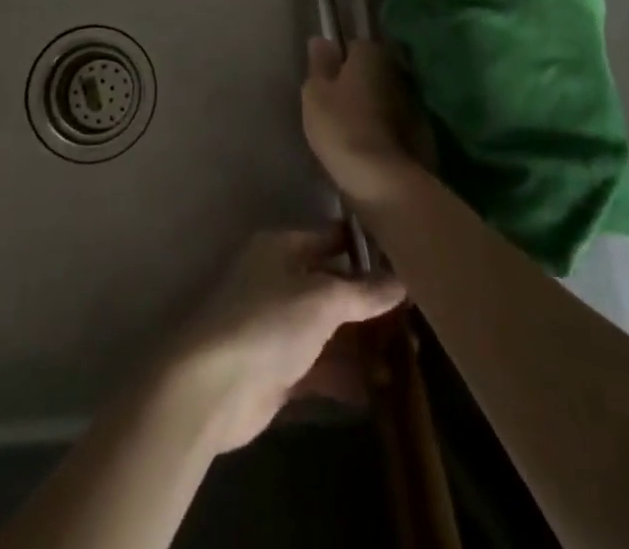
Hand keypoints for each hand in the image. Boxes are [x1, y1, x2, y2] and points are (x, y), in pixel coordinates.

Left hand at [163, 229, 403, 453]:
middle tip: (416, 318)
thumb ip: (362, 292)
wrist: (212, 386)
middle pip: (333, 287)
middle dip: (371, 304)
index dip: (366, 250)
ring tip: (411, 358)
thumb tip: (400, 280)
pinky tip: (384, 390)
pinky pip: (322, 367)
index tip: (406, 260)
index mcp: (282, 248)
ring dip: (364, 344)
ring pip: (330, 330)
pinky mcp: (279, 370)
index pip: (331, 238)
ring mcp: (279, 327)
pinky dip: (348, 376)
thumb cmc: (267, 323)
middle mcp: (280, 281)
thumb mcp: (321, 300)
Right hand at [302, 37, 423, 207]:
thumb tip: (321, 40)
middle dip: (358, 82)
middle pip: (372, 70)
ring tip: (351, 127)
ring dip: (373, 105)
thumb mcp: (315, 94)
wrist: (382, 179)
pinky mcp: (421, 131)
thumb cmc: (341, 126)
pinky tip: (369, 145)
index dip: (338, 63)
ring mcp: (413, 101)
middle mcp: (396, 70)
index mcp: (371, 54)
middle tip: (336, 105)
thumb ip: (319, 65)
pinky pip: (396, 121)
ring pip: (385, 96)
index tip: (325, 83)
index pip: (353, 46)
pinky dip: (385, 127)